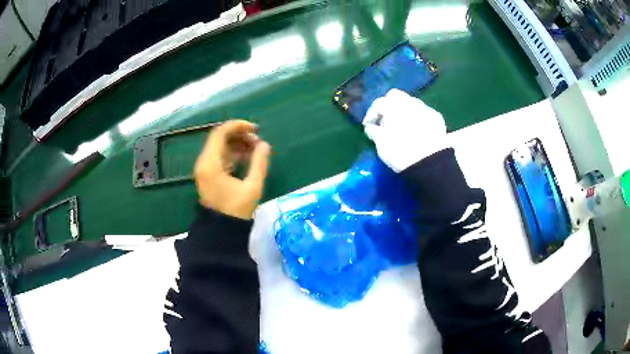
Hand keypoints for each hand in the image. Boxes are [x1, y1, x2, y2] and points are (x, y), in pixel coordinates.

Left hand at [194, 120, 270, 219]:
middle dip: (240, 135)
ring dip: (237, 144)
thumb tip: (265, 145)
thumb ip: (259, 163)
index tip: (255, 129)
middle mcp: (204, 162)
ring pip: (220, 147)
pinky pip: (220, 157)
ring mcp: (205, 169)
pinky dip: (233, 153)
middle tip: (258, 142)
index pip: (220, 133)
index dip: (238, 126)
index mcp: (210, 163)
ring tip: (255, 149)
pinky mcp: (208, 175)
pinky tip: (247, 157)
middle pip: (220, 138)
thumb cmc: (236, 211)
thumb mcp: (252, 187)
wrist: (221, 232)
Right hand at [363, 89, 447, 171]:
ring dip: (404, 111)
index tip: (368, 126)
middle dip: (388, 106)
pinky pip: (423, 113)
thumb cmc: (400, 152)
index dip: (371, 114)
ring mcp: (425, 108)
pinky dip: (417, 118)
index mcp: (393, 105)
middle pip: (395, 96)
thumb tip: (370, 127)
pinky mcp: (437, 117)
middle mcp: (409, 101)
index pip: (378, 104)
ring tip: (402, 126)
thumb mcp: (381, 144)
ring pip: (411, 103)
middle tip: (385, 121)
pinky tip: (417, 130)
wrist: (430, 163)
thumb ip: (374, 132)